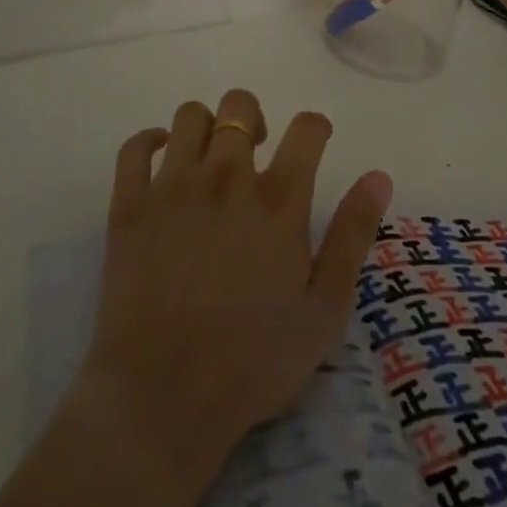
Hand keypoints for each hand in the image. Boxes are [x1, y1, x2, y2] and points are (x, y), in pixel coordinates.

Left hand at [75, 89, 392, 506]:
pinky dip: (149, 141)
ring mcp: (172, 188)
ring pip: (189, 116)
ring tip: (210, 158)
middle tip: (256, 152)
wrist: (162, 399)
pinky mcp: (129, 206)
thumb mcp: (324, 311)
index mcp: (277, 202)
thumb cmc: (252, 362)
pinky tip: (161, 161)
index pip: (306, 129)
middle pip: (240, 106)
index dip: (316, 127)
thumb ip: (351, 236)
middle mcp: (226, 179)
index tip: (314, 142)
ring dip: (205, 127)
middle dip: (253, 117)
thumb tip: (378, 176)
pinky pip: (135, 146)